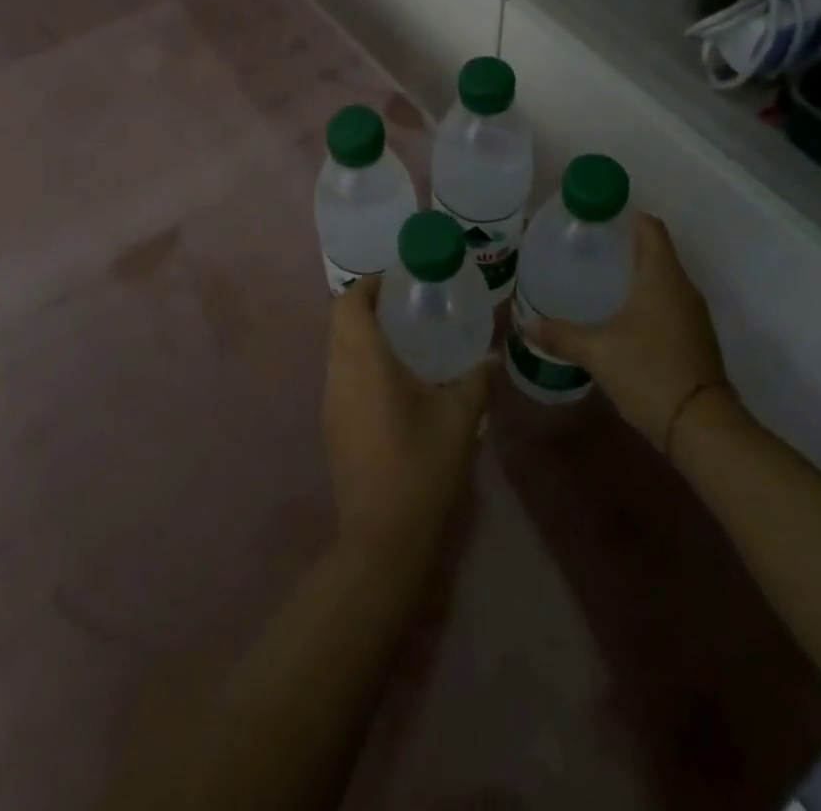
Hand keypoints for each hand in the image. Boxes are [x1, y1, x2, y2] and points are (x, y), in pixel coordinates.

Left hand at [325, 276, 492, 559]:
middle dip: (367, 305)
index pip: (349, 303)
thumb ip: (475, 382)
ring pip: (337, 348)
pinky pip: (339, 373)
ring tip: (402, 339)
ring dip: (361, 333)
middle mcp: (339, 374)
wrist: (382, 539)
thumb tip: (490, 358)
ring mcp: (330, 400)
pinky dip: (358, 360)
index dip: (368, 284)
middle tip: (405, 306)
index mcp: (365, 362)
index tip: (398, 282)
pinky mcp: (331, 424)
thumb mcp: (460, 421)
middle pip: (340, 321)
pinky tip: (392, 380)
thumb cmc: (422, 469)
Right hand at [525, 213, 729, 454]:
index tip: (596, 217)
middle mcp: (682, 287)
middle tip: (586, 248)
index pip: (650, 227)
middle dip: (624, 245)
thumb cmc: (649, 372)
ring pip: (662, 279)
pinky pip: (668, 303)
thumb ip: (560, 335)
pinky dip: (645, 300)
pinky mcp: (695, 338)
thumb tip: (525, 325)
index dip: (626, 215)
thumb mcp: (597, 352)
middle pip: (656, 250)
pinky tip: (620, 317)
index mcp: (662, 276)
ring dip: (635, 275)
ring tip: (597, 280)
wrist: (702, 428)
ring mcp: (693, 314)